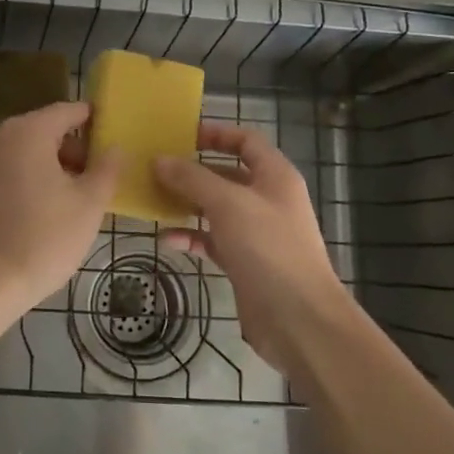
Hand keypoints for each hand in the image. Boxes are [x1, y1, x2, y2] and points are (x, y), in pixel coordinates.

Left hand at [0, 102, 122, 313]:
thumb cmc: (45, 237)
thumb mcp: (89, 204)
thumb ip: (106, 169)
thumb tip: (115, 148)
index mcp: (28, 133)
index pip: (66, 111)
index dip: (91, 118)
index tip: (111, 131)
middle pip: (44, 131)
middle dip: (72, 149)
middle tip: (96, 175)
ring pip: (24, 154)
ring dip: (49, 167)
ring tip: (73, 198)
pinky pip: (6, 174)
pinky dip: (27, 182)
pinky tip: (42, 212)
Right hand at [154, 122, 362, 373]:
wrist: (299, 319)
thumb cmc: (268, 248)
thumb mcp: (227, 204)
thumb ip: (192, 179)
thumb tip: (160, 160)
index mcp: (275, 176)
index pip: (246, 141)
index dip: (216, 133)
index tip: (181, 135)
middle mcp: (268, 200)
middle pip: (227, 174)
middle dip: (193, 171)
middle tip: (156, 169)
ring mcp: (257, 233)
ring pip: (217, 208)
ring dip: (187, 204)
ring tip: (154, 200)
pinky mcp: (246, 262)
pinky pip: (213, 240)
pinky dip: (191, 237)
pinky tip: (167, 239)